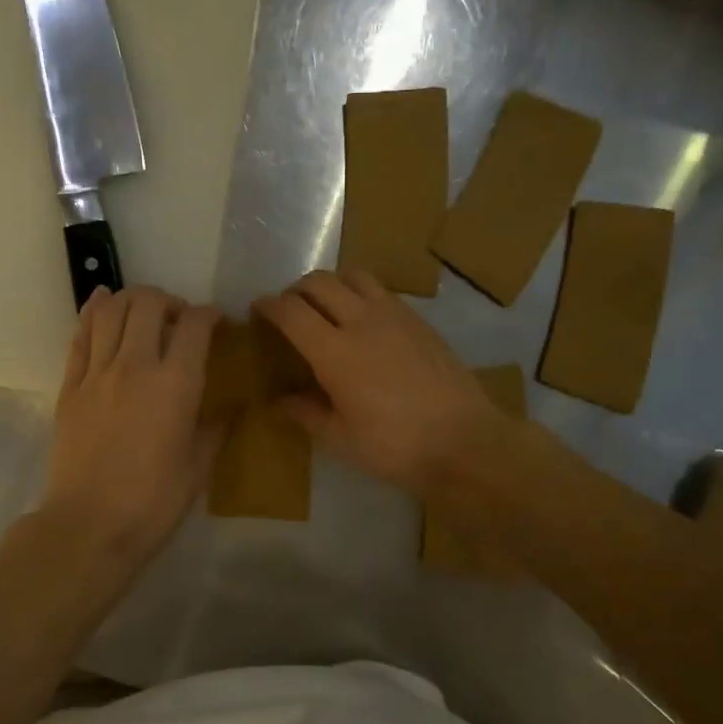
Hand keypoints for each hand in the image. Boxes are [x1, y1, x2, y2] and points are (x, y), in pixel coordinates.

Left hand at [43, 285, 220, 573]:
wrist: (89, 525)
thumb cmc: (153, 502)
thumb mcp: (199, 467)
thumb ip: (213, 428)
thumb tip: (225, 408)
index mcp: (175, 385)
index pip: (194, 325)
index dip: (209, 314)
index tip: (217, 321)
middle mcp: (135, 366)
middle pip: (148, 304)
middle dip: (169, 300)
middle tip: (178, 318)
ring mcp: (97, 373)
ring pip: (110, 310)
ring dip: (131, 299)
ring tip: (143, 310)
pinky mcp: (69, 387)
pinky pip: (80, 335)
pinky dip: (92, 312)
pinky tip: (101, 303)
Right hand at [255, 269, 510, 497]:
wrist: (465, 442)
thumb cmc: (396, 447)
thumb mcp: (341, 439)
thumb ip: (306, 413)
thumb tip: (278, 402)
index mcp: (335, 352)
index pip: (291, 311)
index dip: (268, 306)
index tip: (257, 310)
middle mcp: (362, 321)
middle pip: (319, 282)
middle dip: (295, 290)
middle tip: (289, 311)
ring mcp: (395, 315)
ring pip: (352, 275)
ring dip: (330, 284)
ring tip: (325, 307)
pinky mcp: (419, 319)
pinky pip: (380, 290)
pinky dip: (360, 293)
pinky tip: (363, 320)